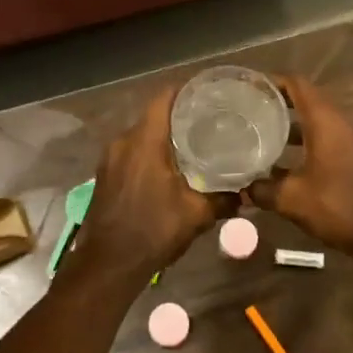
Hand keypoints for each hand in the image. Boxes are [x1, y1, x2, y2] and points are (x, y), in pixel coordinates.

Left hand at [72, 89, 228, 280]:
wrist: (108, 264)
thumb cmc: (152, 231)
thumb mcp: (196, 215)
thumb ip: (223, 200)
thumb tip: (246, 195)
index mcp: (144, 141)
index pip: (163, 98)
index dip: (185, 88)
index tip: (208, 90)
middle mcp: (123, 141)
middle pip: (153, 115)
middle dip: (179, 114)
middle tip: (209, 118)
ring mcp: (110, 158)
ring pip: (141, 134)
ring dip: (164, 134)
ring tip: (194, 140)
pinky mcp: (106, 174)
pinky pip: (131, 151)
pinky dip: (150, 151)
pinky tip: (170, 165)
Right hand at [246, 76, 352, 257]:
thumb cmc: (339, 206)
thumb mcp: (292, 199)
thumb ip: (263, 190)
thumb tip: (242, 189)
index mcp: (325, 120)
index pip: (297, 84)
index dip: (273, 81)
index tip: (250, 87)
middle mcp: (342, 122)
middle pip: (308, 100)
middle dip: (280, 104)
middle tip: (252, 112)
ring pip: (318, 122)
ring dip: (293, 127)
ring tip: (265, 137)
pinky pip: (328, 139)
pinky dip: (308, 143)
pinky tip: (289, 164)